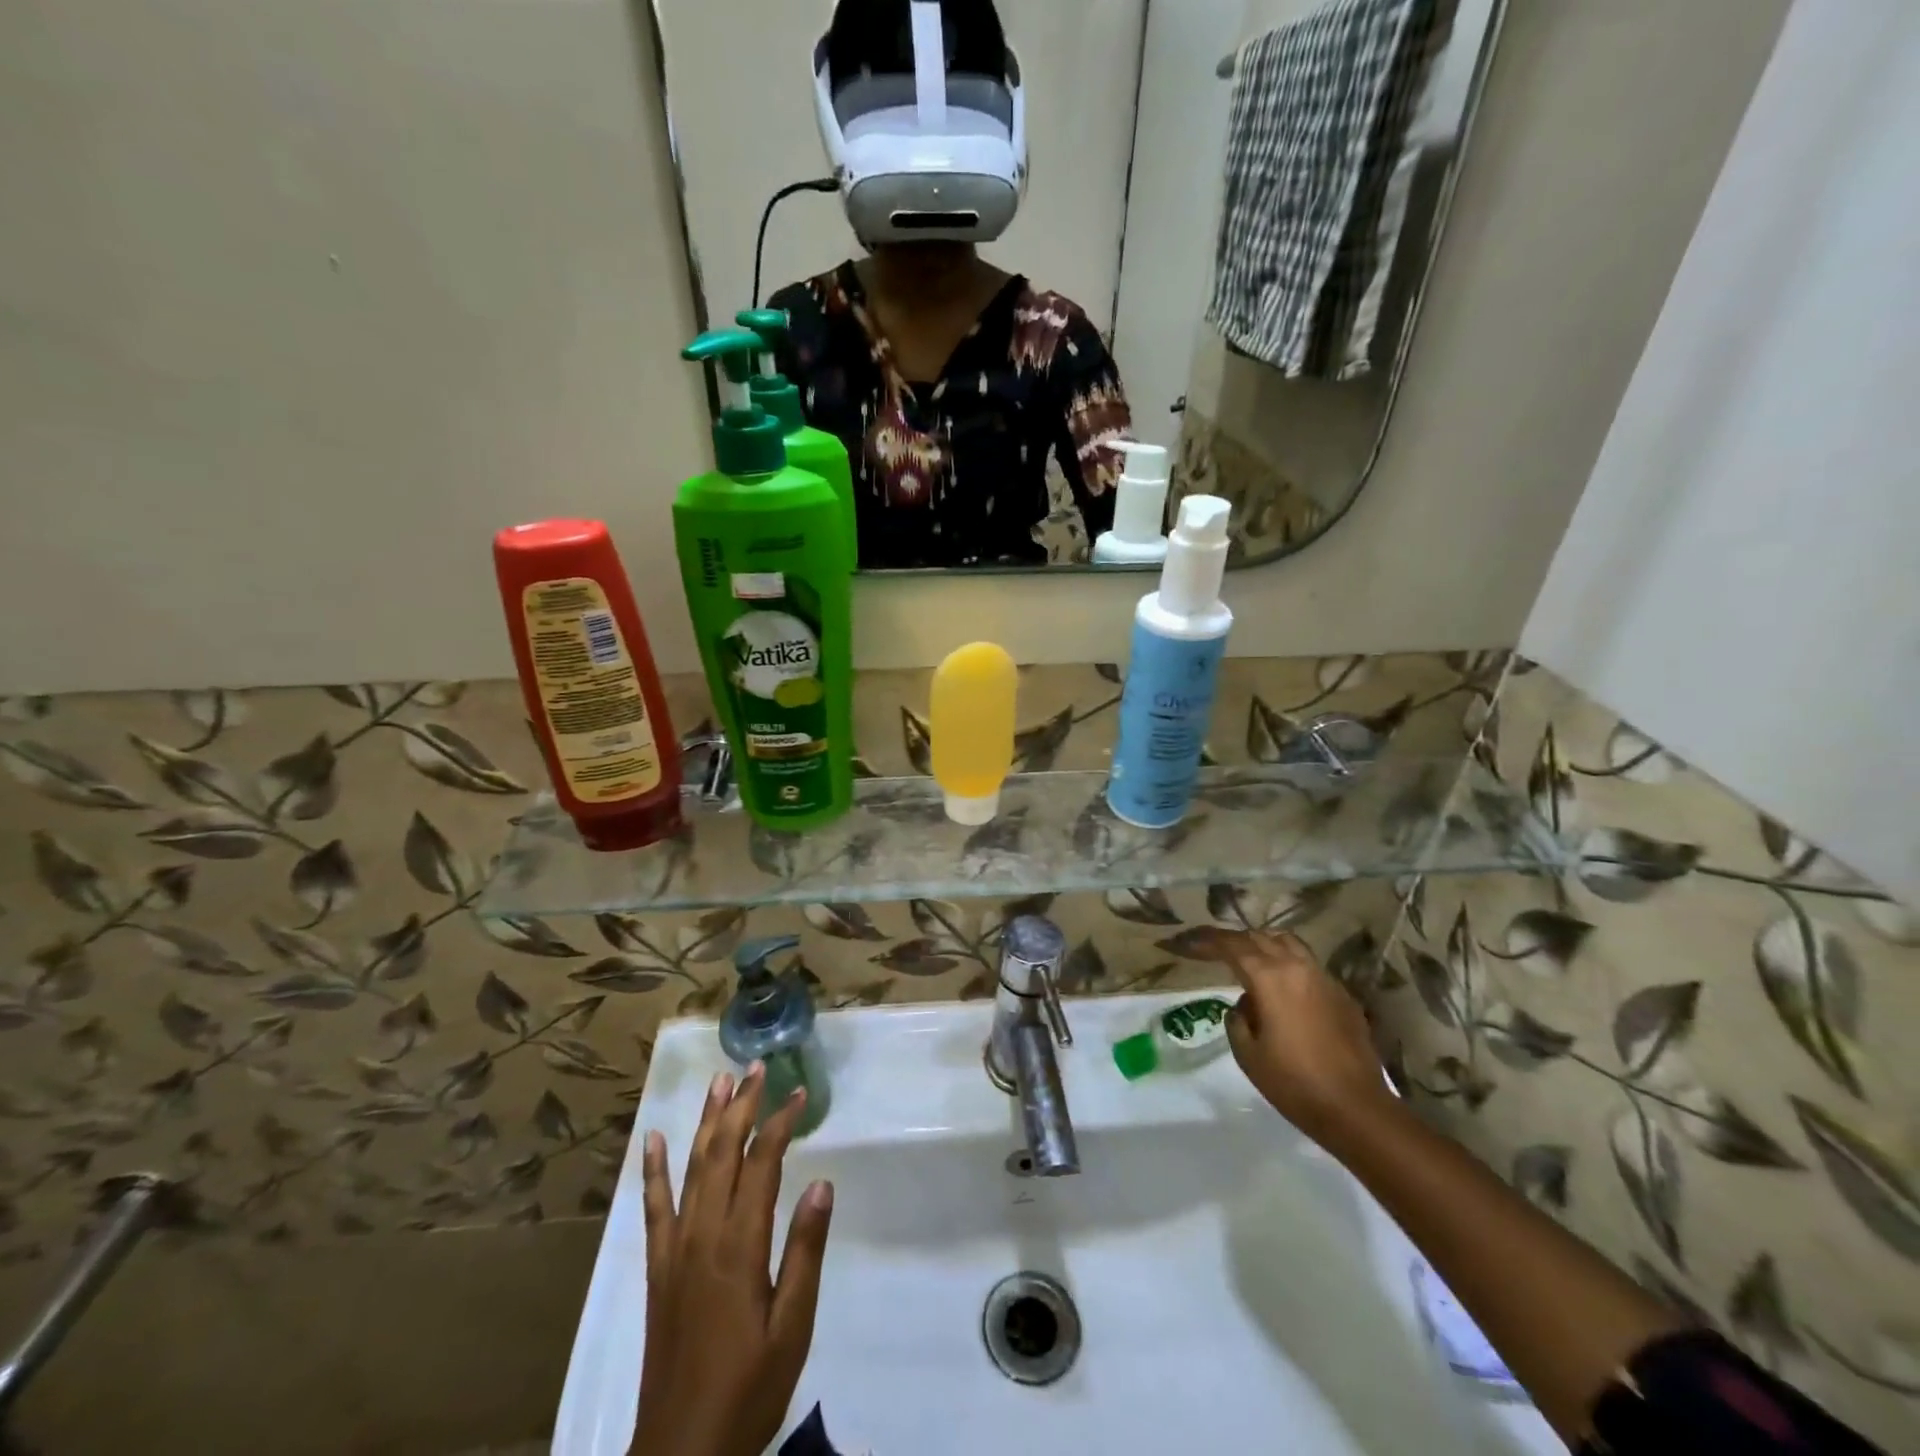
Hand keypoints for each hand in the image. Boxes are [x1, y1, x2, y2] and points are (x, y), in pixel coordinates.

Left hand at [632, 1064, 834, 1455]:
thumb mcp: (793, 1328)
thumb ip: (805, 1252)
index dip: (780, 1123)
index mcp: (740, 1246)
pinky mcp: (658, 1269)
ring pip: (691, 1169)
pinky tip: (653, 1140)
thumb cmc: (749, 1390)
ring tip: (718, 1082)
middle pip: (722, 1153)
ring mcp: (675, 1249)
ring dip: (705, 1121)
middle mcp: (703, 1235)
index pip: (762, 1164)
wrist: (681, 1453)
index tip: (800, 1093)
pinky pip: (653, 1209)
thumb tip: (821, 1184)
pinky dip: (653, 1170)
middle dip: (741, 1106)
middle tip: (756, 1068)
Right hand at [1223, 932, 1397, 1148]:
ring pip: (1288, 943)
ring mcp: (1324, 979)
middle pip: (1259, 938)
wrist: (1356, 1109)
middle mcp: (1297, 967)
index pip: (1231, 946)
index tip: (1188, 941)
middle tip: (1213, 949)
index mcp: (1269, 977)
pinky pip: (1309, 965)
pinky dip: (1288, 964)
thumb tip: (1245, 1005)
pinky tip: (1283, 987)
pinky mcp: (1342, 996)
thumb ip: (1237, 1019)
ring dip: (1263, 944)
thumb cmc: (1294, 1083)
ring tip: (1247, 957)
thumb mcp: (1247, 1053)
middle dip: (1233, 940)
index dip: (1206, 940)